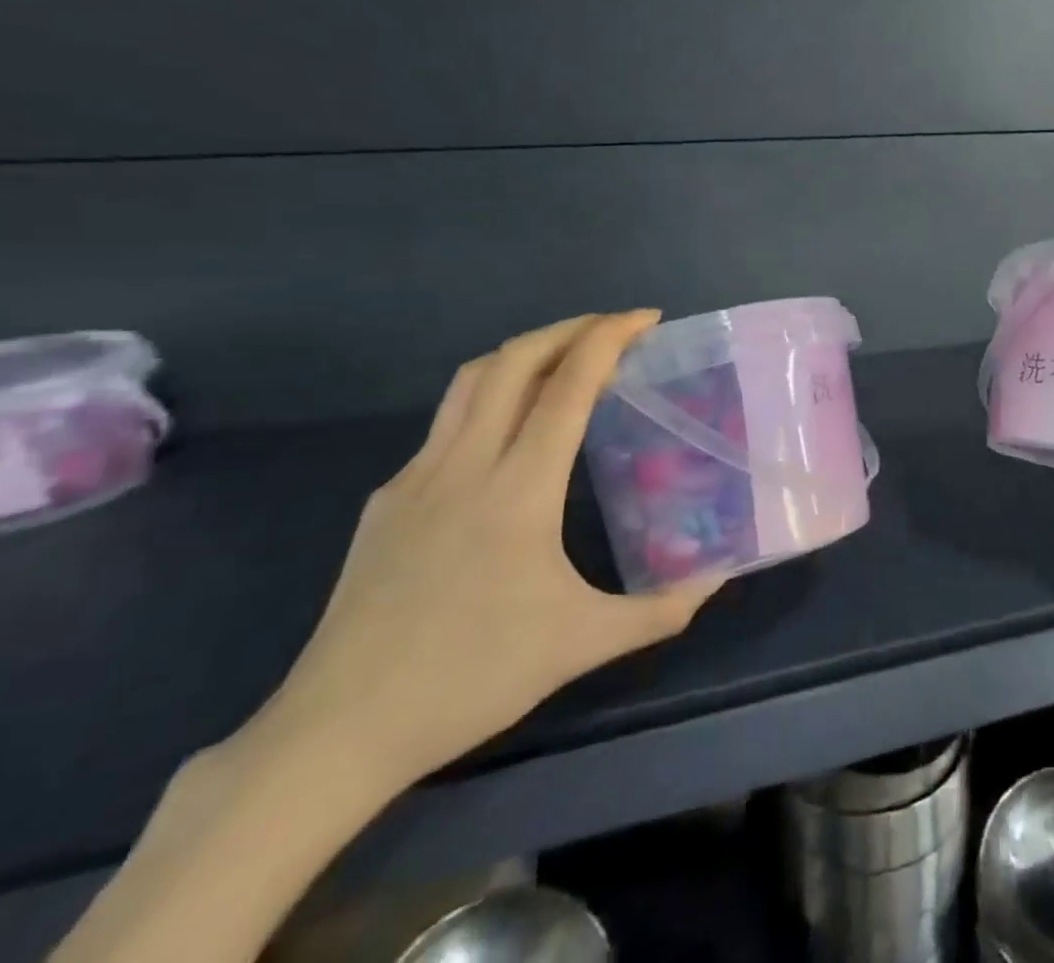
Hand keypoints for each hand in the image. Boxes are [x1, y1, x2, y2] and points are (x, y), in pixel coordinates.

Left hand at [243, 312, 720, 792]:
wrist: (336, 733)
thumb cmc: (471, 678)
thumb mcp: (581, 644)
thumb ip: (659, 610)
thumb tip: (717, 579)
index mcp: (518, 488)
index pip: (568, 385)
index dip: (609, 338)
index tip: (647, 319)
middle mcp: (465, 464)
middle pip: (515, 360)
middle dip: (570, 328)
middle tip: (616, 328)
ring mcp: (416, 478)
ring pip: (471, 382)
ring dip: (525, 353)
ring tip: (567, 360)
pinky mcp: (387, 501)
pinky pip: (446, 425)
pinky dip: (490, 400)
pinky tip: (509, 439)